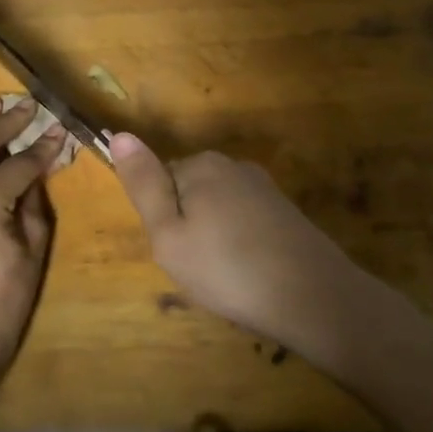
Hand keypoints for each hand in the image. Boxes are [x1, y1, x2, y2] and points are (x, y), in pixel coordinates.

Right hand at [110, 133, 380, 362]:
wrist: (313, 297)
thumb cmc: (226, 269)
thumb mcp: (168, 234)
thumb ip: (143, 185)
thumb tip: (119, 134)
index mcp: (201, 165)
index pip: (159, 182)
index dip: (162, 221)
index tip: (176, 251)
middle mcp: (233, 165)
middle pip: (189, 193)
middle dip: (188, 227)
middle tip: (197, 267)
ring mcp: (264, 187)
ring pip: (217, 210)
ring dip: (214, 238)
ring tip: (225, 276)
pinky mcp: (285, 211)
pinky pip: (244, 222)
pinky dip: (240, 245)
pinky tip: (249, 273)